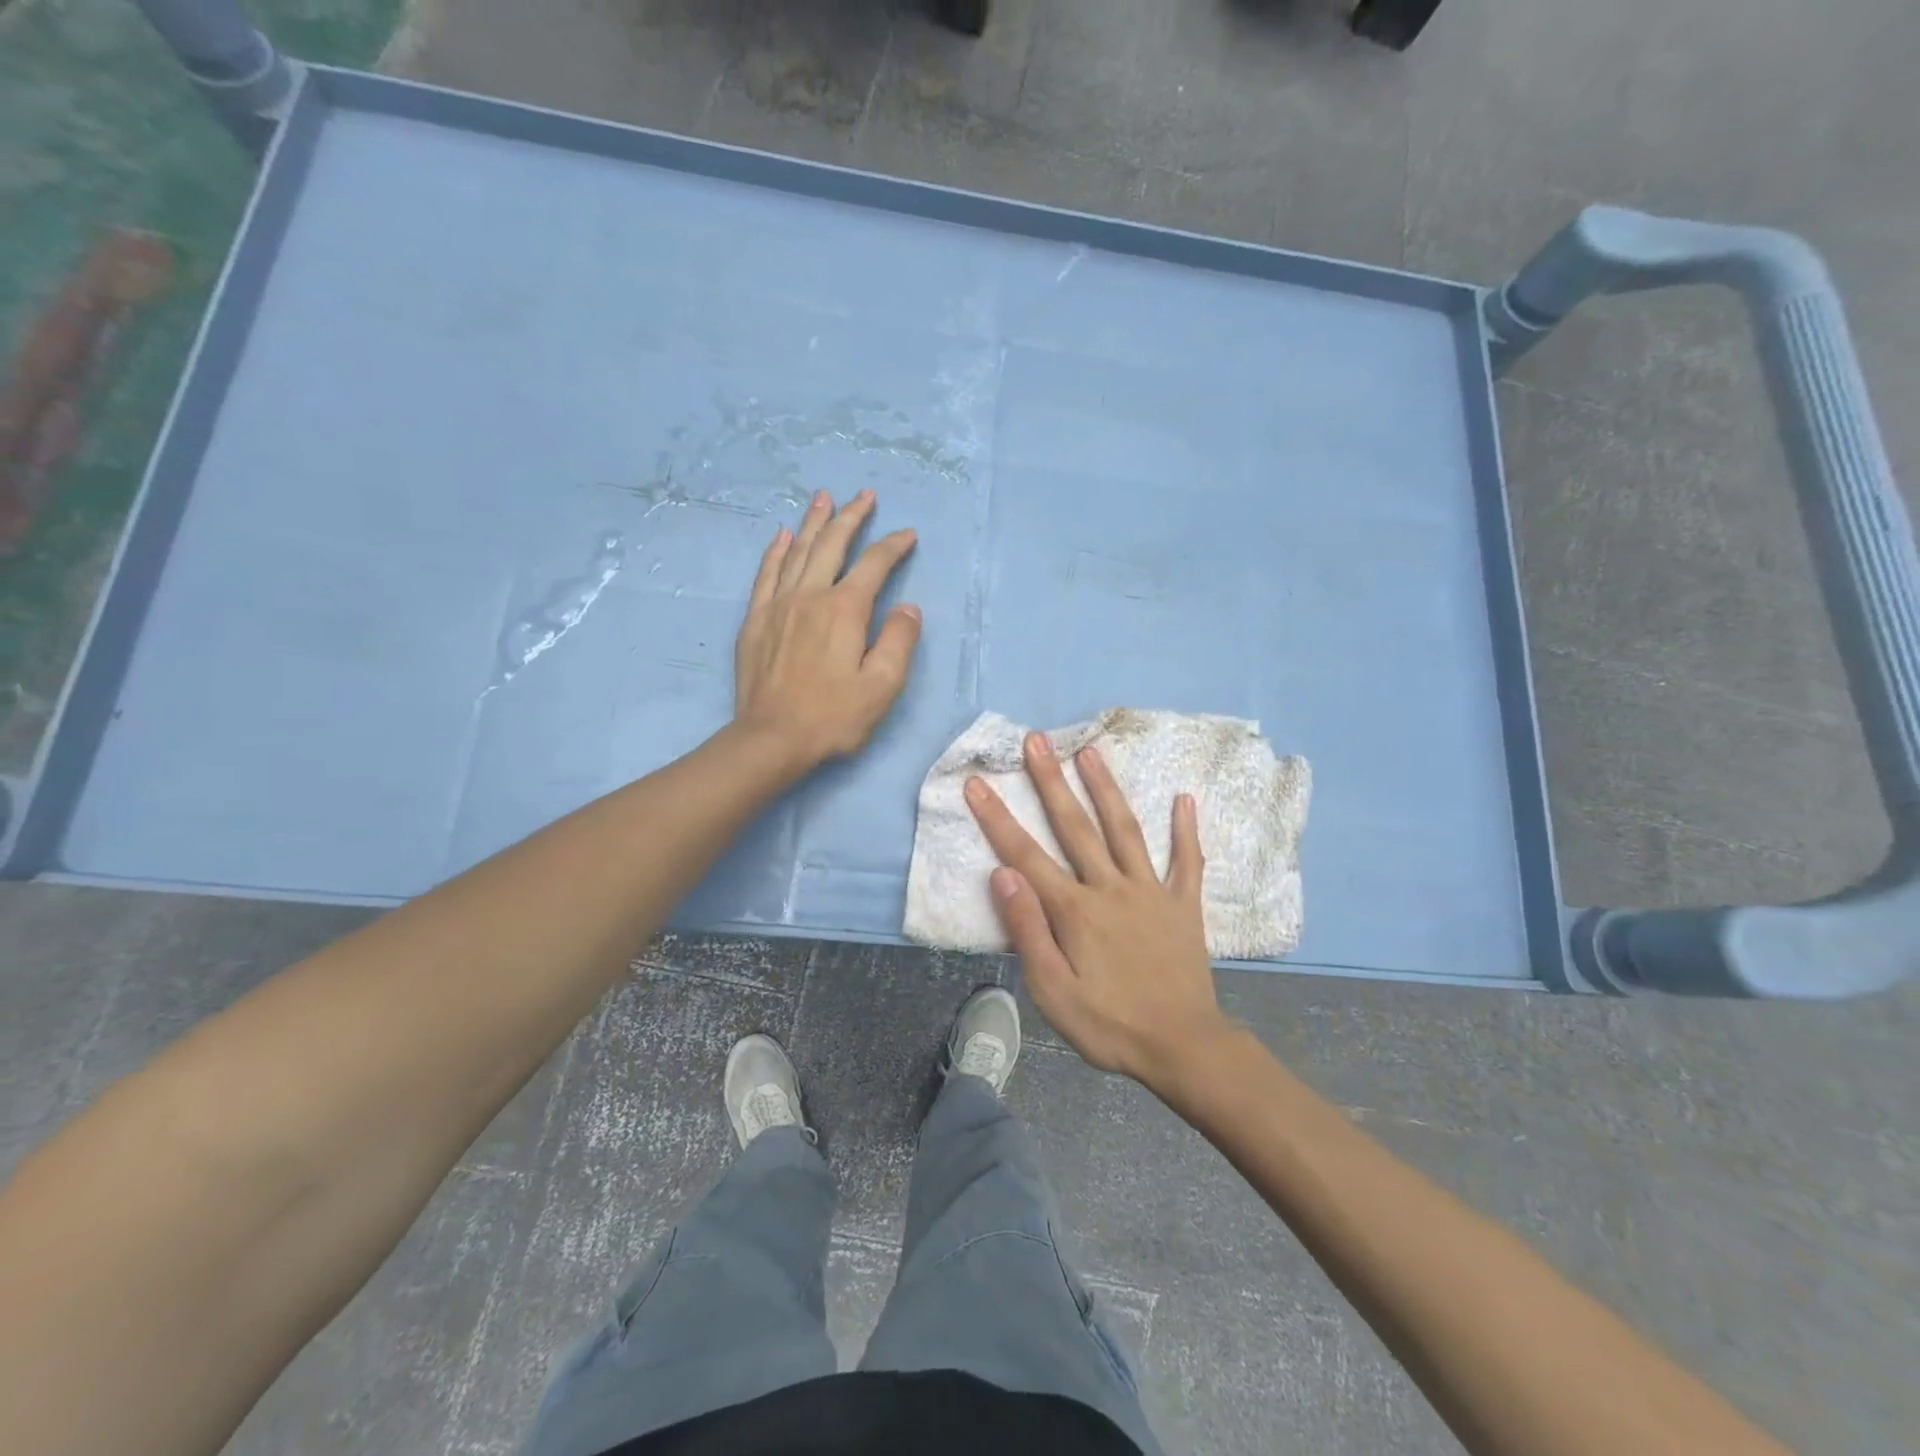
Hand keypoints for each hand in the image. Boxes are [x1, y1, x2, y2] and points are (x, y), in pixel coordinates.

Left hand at [733, 489, 920, 769]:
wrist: (771, 739)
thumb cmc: (833, 717)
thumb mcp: (882, 686)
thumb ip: (898, 641)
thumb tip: (907, 607)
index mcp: (844, 610)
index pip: (874, 566)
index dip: (893, 546)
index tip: (908, 535)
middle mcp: (810, 596)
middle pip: (832, 544)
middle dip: (851, 517)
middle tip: (865, 495)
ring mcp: (778, 605)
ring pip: (797, 551)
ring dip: (813, 522)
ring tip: (824, 498)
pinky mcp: (755, 620)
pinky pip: (767, 574)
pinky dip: (776, 551)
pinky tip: (782, 536)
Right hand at [965, 734, 1238, 1087]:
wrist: (1182, 1046)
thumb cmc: (1109, 1024)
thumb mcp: (1052, 991)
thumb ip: (1028, 930)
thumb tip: (1003, 875)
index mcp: (1074, 909)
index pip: (1025, 854)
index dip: (997, 817)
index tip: (976, 782)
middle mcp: (1110, 887)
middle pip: (1075, 826)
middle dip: (1051, 781)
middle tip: (1036, 739)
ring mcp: (1151, 891)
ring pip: (1125, 830)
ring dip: (1106, 788)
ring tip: (1091, 751)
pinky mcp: (1184, 904)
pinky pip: (1188, 861)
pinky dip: (1186, 830)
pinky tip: (1185, 798)